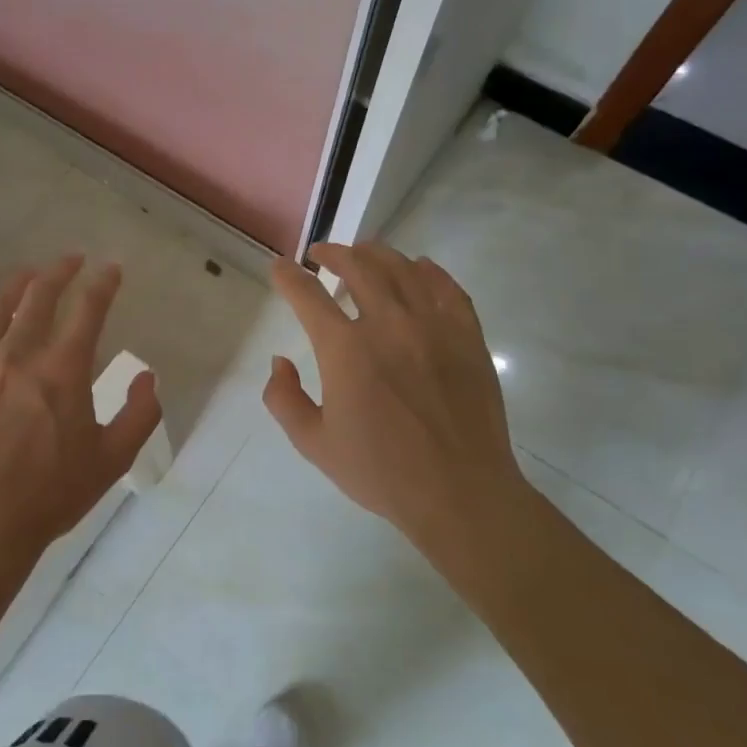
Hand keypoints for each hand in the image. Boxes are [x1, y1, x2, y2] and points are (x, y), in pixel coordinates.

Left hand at [0, 256, 162, 557]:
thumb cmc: (52, 494)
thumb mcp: (112, 459)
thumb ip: (140, 414)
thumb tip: (146, 375)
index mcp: (62, 371)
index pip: (88, 310)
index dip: (102, 283)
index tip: (110, 269)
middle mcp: (18, 355)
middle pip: (39, 297)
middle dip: (59, 271)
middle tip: (71, 260)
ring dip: (15, 283)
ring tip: (27, 273)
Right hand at [264, 241, 528, 550]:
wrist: (460, 493)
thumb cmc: (381, 472)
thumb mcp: (314, 444)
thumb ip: (283, 399)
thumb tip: (279, 362)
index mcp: (345, 350)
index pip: (307, 295)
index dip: (288, 277)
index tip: (280, 268)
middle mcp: (388, 324)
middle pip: (357, 266)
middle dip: (333, 253)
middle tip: (321, 255)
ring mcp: (433, 326)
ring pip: (402, 268)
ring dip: (376, 254)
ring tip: (363, 255)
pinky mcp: (467, 336)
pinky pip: (447, 287)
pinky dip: (428, 271)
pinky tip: (419, 268)